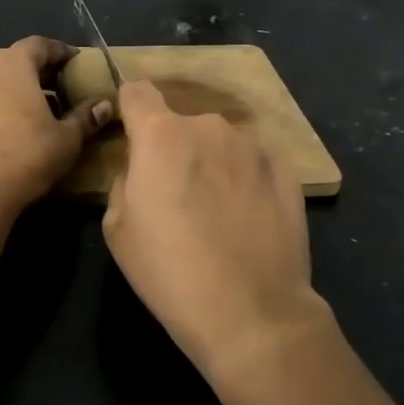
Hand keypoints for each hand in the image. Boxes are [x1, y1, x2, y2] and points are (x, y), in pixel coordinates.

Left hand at [0, 37, 109, 215]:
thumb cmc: (26, 156)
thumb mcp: (66, 139)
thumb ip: (85, 118)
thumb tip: (105, 105)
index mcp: (12, 65)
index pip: (38, 44)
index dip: (59, 51)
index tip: (74, 61)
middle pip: (11, 61)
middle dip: (34, 72)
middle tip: (56, 87)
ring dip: (7, 92)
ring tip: (26, 111)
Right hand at [103, 80, 327, 381]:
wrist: (252, 313)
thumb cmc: (170, 271)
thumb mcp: (117, 229)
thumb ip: (124, 182)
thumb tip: (141, 172)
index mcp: (160, 135)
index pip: (137, 91)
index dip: (129, 109)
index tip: (131, 135)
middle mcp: (209, 126)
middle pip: (181, 123)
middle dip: (174, 148)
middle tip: (177, 194)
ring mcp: (253, 146)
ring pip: (220, 143)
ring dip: (213, 162)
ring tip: (218, 211)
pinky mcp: (287, 170)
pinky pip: (253, 163)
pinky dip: (245, 180)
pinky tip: (248, 219)